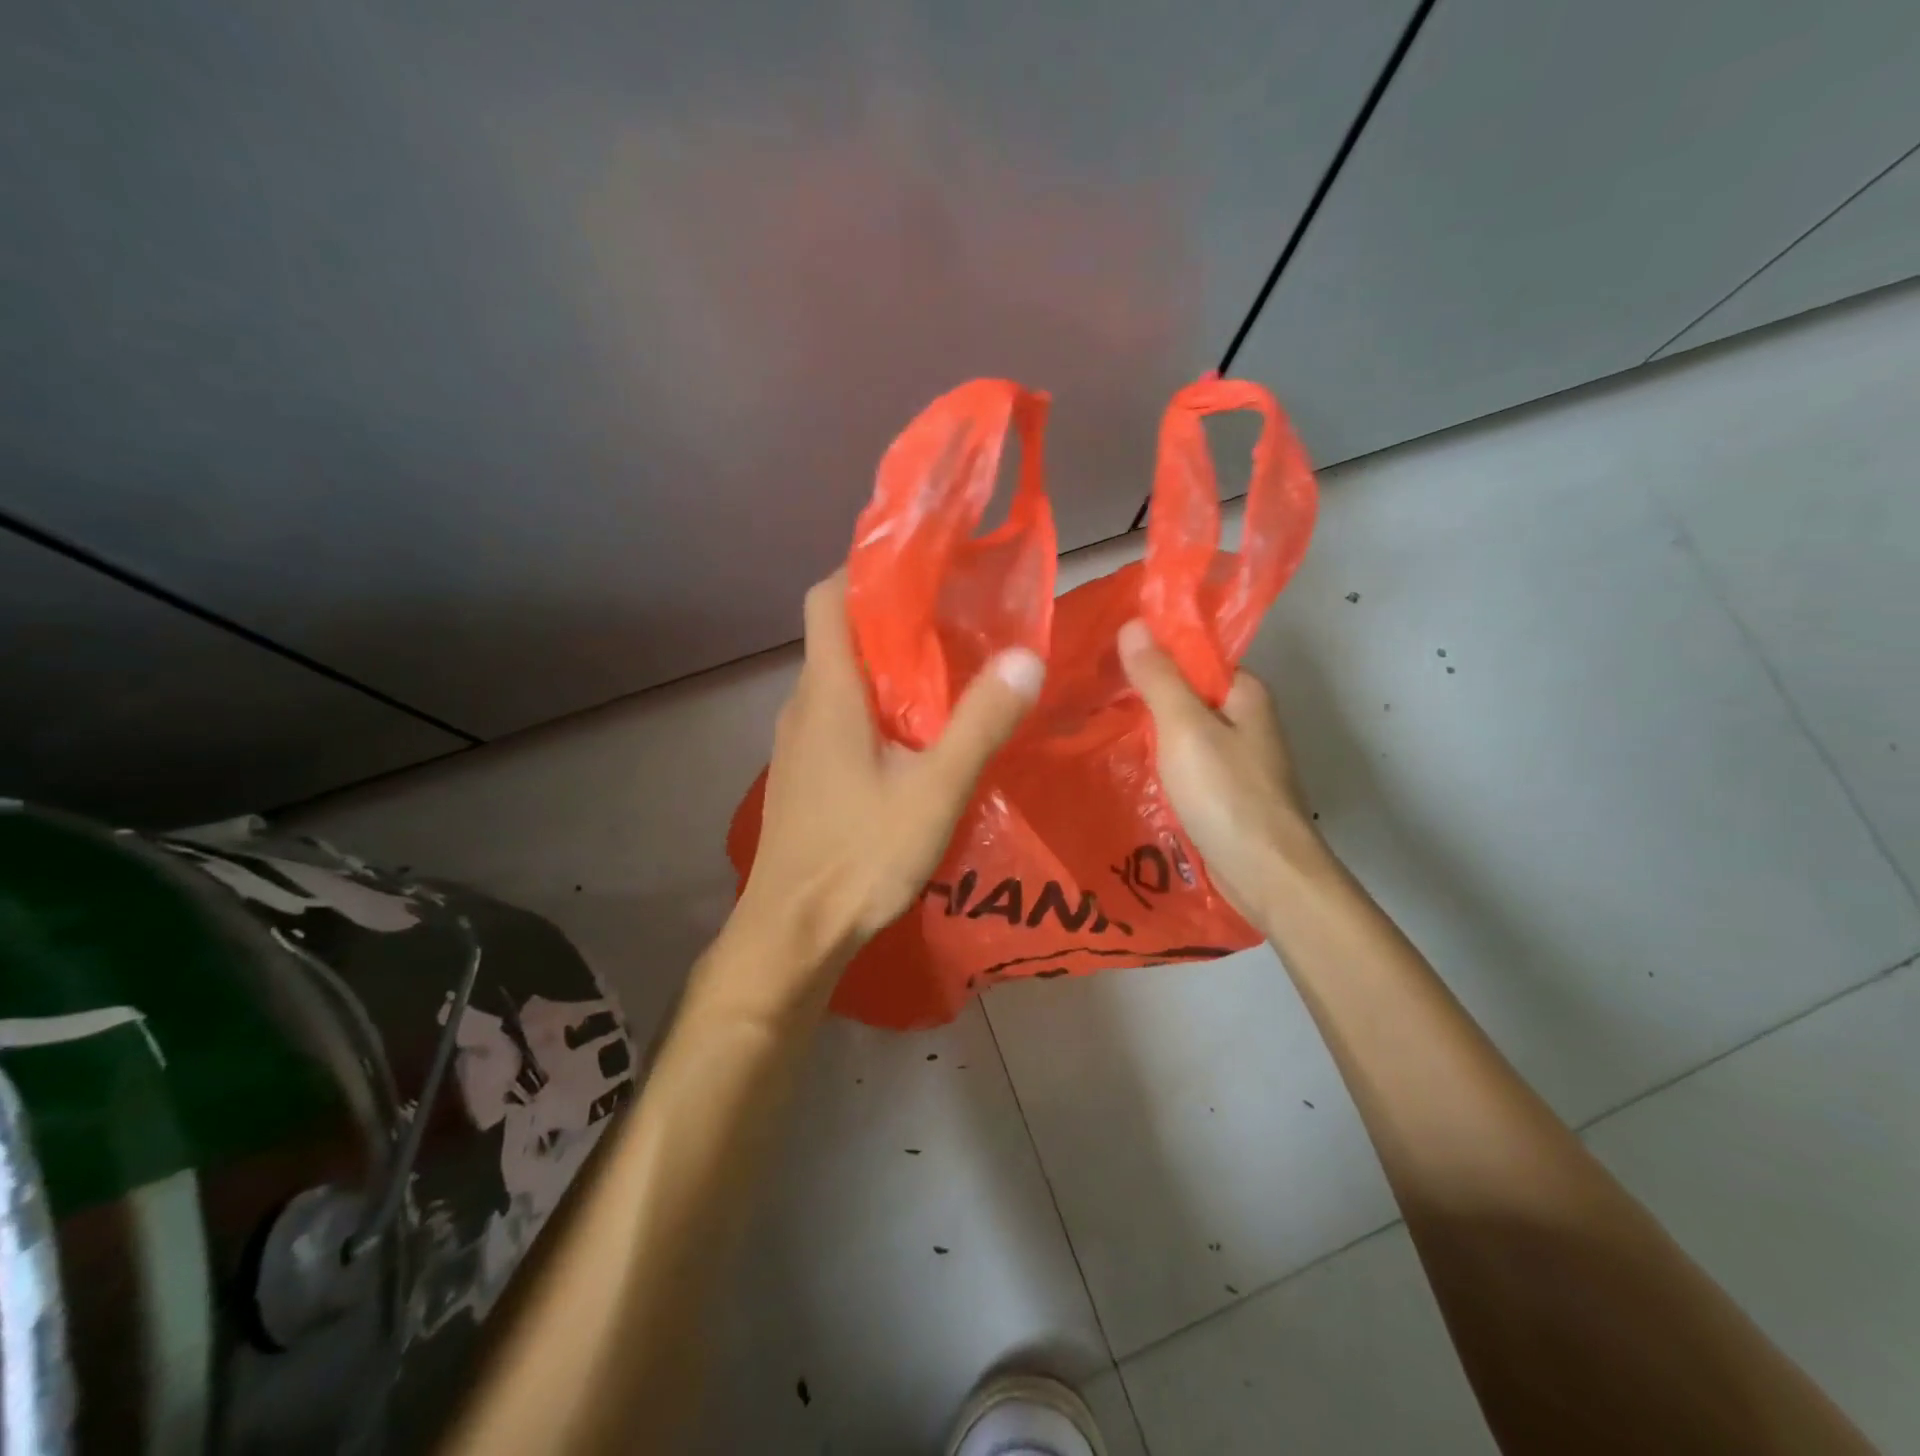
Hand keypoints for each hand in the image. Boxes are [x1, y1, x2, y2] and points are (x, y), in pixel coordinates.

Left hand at [733, 573, 1043, 983]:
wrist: (794, 931)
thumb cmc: (860, 854)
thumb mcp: (935, 790)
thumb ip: (980, 723)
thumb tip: (1025, 656)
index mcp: (829, 691)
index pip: (828, 597)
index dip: (866, 569)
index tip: (921, 567)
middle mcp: (804, 704)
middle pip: (839, 636)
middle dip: (893, 620)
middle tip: (956, 623)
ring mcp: (798, 742)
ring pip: (841, 680)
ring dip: (886, 668)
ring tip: (946, 677)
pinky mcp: (804, 774)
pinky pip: (838, 718)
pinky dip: (875, 708)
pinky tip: (914, 741)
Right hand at [1117, 619, 1322, 924]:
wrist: (1266, 874)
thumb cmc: (1227, 794)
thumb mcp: (1185, 727)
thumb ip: (1159, 678)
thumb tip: (1133, 624)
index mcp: (1244, 693)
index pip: (1194, 655)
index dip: (1152, 651)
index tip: (1105, 654)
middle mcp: (1243, 720)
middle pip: (1185, 692)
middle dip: (1142, 691)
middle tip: (1089, 690)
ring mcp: (1233, 758)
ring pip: (1180, 730)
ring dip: (1145, 728)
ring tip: (1093, 722)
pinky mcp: (1221, 791)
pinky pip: (1181, 762)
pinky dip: (1156, 759)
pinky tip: (1122, 762)